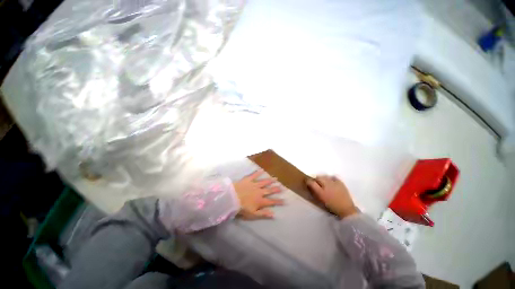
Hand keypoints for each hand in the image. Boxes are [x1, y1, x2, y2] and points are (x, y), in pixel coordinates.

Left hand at [233, 170, 283, 219]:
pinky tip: (262, 170)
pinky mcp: (248, 179)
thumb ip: (263, 214)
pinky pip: (254, 175)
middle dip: (276, 189)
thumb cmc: (242, 208)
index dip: (278, 201)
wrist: (232, 198)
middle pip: (269, 190)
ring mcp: (254, 184)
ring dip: (270, 180)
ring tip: (276, 178)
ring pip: (264, 182)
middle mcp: (259, 191)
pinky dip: (258, 172)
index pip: (271, 201)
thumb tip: (274, 214)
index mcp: (260, 201)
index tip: (285, 201)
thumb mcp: (253, 214)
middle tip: (282, 187)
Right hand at [306, 175, 358, 218]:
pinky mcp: (340, 183)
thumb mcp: (320, 198)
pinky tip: (331, 182)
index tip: (309, 184)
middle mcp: (327, 183)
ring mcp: (334, 182)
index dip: (308, 181)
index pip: (311, 181)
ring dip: (323, 179)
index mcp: (321, 189)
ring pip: (325, 176)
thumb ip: (313, 189)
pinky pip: (333, 177)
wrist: (346, 209)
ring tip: (324, 184)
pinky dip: (331, 178)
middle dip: (316, 180)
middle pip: (318, 177)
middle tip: (317, 185)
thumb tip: (308, 182)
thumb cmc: (331, 205)